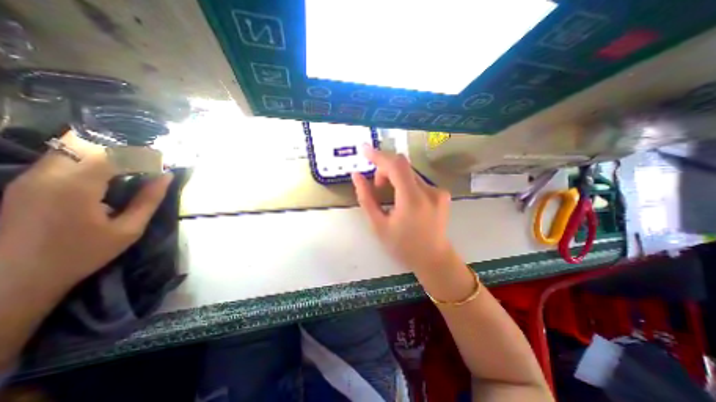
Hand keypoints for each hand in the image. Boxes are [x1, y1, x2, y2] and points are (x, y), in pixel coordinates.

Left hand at [0, 132, 171, 293]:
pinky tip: (108, 174)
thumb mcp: (128, 230)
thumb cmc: (81, 255)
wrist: (12, 280)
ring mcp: (31, 176)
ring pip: (71, 146)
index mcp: (75, 187)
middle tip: (147, 162)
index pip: (111, 153)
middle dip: (122, 148)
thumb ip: (149, 200)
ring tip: (132, 166)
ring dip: (106, 152)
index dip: (141, 154)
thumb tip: (166, 177)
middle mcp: (47, 174)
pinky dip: (90, 158)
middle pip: (87, 142)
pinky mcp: (26, 182)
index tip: (162, 162)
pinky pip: (62, 158)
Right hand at [352, 147, 454, 273]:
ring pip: (409, 173)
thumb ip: (366, 198)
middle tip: (376, 187)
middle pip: (402, 166)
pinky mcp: (442, 193)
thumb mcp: (378, 225)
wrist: (434, 259)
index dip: (378, 155)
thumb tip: (357, 176)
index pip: (395, 165)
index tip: (364, 150)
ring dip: (394, 177)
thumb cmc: (403, 246)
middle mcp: (429, 191)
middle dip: (384, 170)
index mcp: (412, 200)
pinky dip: (404, 183)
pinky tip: (402, 199)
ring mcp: (438, 191)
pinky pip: (417, 180)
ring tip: (388, 195)